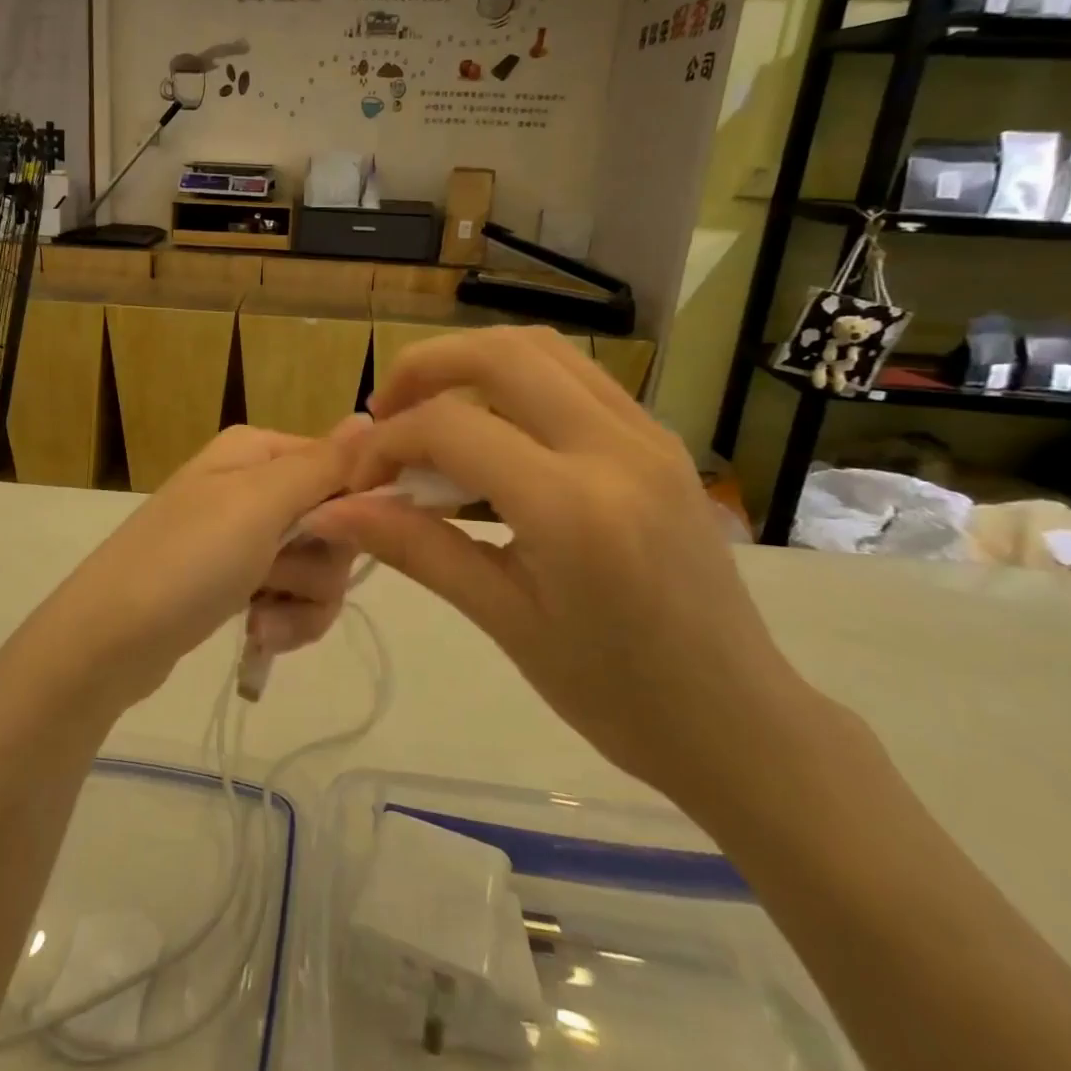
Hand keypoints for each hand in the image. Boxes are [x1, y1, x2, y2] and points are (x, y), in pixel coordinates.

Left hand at [26, 424, 359, 710]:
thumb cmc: (187, 560)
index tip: (338, 539)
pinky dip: (283, 620)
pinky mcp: (236, 583)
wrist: (108, 641)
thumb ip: (321, 464)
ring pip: (318, 569)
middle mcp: (252, 486)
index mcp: (257, 452)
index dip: (351, 508)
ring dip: (302, 602)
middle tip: (279, 579)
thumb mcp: (258, 504)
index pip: (340, 467)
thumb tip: (368, 417)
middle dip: (320, 566)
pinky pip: (291, 598)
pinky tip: (256, 634)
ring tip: (261, 619)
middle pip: (334, 523)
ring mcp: (243, 537)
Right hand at [306, 327, 820, 805]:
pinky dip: (514, 381)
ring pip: (541, 349)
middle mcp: (615, 447)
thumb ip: (414, 548)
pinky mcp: (659, 438)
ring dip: (470, 363)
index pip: (451, 427)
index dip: (387, 443)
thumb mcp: (503, 619)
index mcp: (573, 506)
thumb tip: (332, 511)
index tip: (360, 482)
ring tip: (428, 411)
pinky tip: (490, 431)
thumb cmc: (614, 693)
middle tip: (384, 414)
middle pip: (500, 353)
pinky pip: (574, 376)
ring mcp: (647, 434)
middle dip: (424, 367)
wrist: (738, 720)